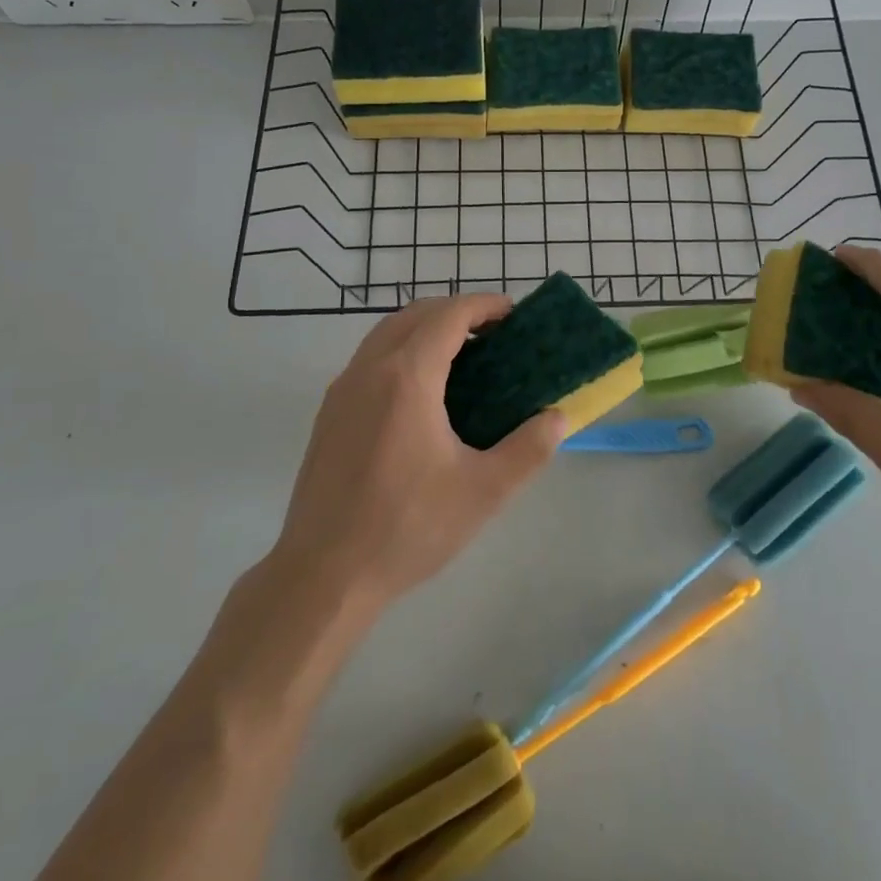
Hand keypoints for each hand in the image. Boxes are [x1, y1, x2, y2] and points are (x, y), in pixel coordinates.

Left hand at [273, 294, 567, 610]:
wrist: (322, 575)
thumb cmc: (406, 528)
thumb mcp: (482, 492)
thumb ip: (528, 450)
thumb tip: (558, 418)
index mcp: (407, 377)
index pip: (449, 316)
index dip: (484, 306)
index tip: (513, 313)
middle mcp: (370, 369)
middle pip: (416, 314)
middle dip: (457, 311)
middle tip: (494, 333)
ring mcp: (343, 388)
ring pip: (388, 332)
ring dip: (426, 327)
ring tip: (462, 356)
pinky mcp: (329, 412)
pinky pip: (370, 357)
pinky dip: (402, 349)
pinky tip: (422, 391)